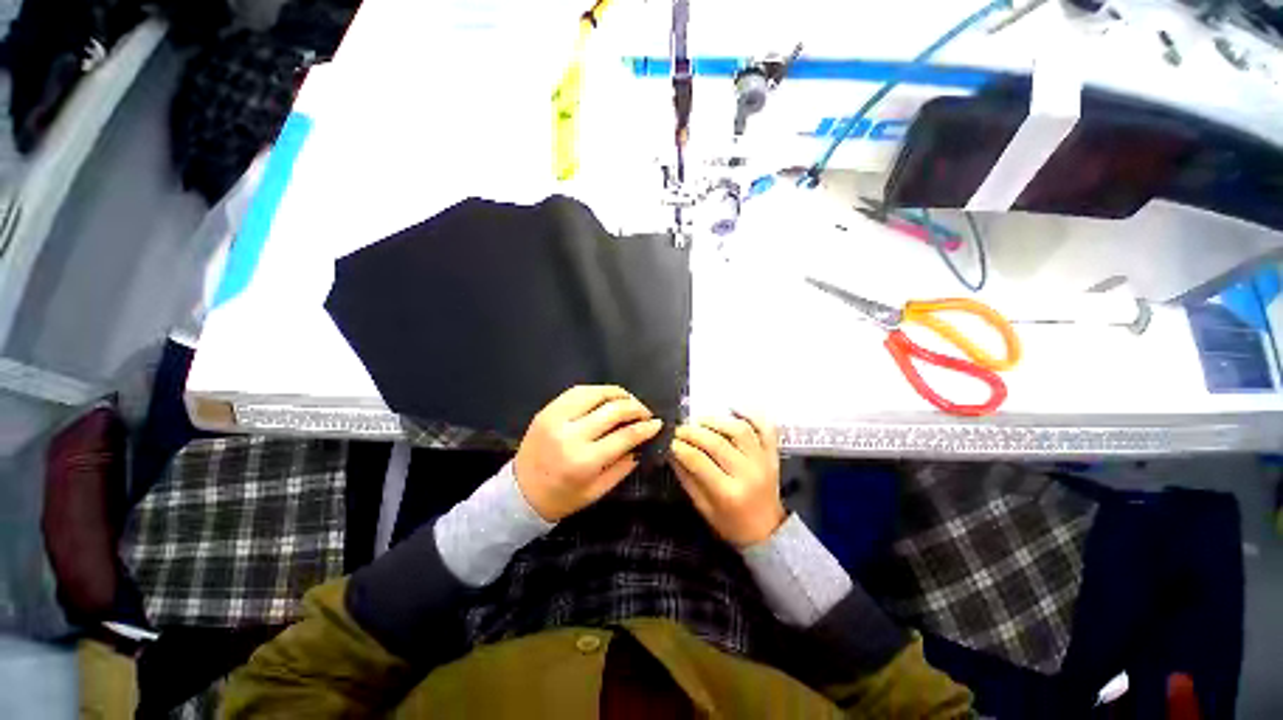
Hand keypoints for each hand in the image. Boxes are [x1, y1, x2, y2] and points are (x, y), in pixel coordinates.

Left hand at [514, 385, 662, 521]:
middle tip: (646, 412)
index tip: (658, 423)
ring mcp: (556, 418)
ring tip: (629, 401)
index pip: (625, 435)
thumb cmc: (562, 498)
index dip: (646, 427)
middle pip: (613, 410)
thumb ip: (623, 465)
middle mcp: (570, 435)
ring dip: (618, 394)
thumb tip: (643, 442)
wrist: (520, 494)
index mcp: (584, 461)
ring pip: (596, 393)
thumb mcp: (598, 491)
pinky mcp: (547, 410)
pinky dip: (597, 391)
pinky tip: (607, 397)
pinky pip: (577, 391)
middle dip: (636, 408)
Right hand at [670, 413, 784, 547]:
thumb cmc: (731, 524)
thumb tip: (671, 452)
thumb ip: (687, 478)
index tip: (670, 441)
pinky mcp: (773, 455)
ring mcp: (763, 461)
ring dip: (717, 421)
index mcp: (728, 493)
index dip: (681, 447)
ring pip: (740, 430)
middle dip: (693, 432)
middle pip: (717, 442)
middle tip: (680, 429)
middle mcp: (748, 473)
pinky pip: (766, 429)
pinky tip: (735, 409)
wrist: (768, 533)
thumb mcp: (703, 508)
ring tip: (701, 421)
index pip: (699, 461)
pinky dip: (752, 415)